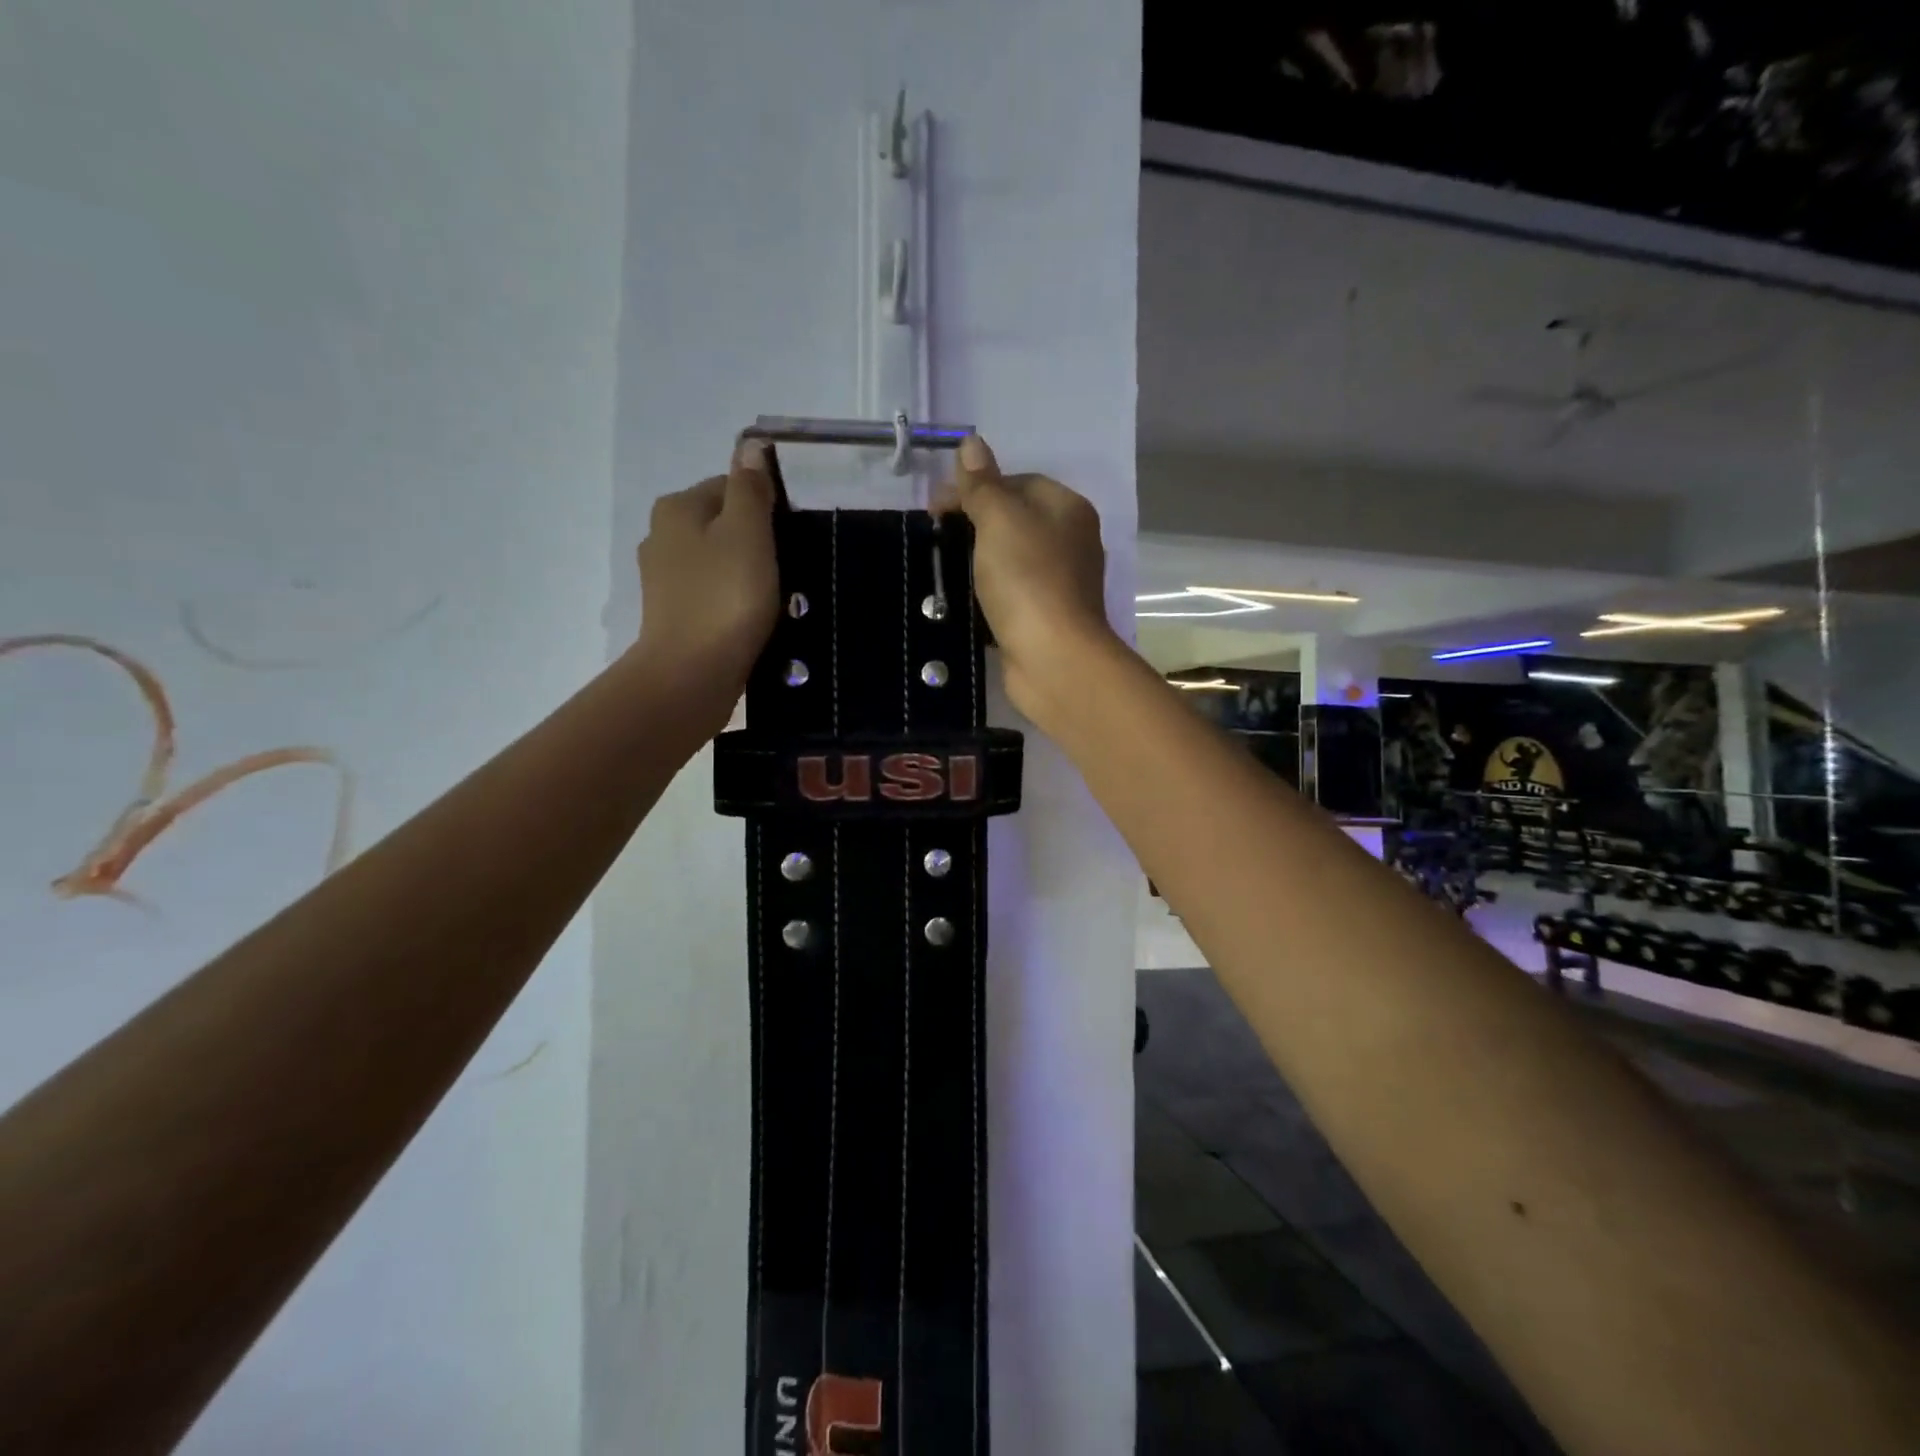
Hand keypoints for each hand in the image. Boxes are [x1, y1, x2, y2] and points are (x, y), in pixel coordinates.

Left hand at [632, 440, 779, 714]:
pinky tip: (751, 619)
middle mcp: (661, 535)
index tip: (792, 535)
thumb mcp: (748, 533)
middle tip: (789, 568)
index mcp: (677, 507)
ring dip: (745, 573)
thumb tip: (751, 445)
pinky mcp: (672, 614)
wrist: (691, 674)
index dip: (766, 506)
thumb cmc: (726, 598)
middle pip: (722, 524)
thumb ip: (750, 488)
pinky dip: (731, 600)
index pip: (730, 486)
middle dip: (755, 540)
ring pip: (717, 561)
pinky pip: (711, 593)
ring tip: (775, 598)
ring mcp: (663, 578)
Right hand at [939, 434, 1115, 722]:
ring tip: (945, 567)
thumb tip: (971, 442)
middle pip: (1015, 520)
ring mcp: (1061, 582)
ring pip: (1012, 558)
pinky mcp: (1047, 617)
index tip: (936, 508)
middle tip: (937, 537)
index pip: (1017, 482)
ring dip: (979, 560)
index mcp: (1067, 508)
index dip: (975, 488)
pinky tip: (965, 599)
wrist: (1052, 657)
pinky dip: (989, 593)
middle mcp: (1071, 541)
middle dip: (975, 524)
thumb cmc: (1027, 579)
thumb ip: (983, 484)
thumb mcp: (999, 519)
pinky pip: (1012, 593)